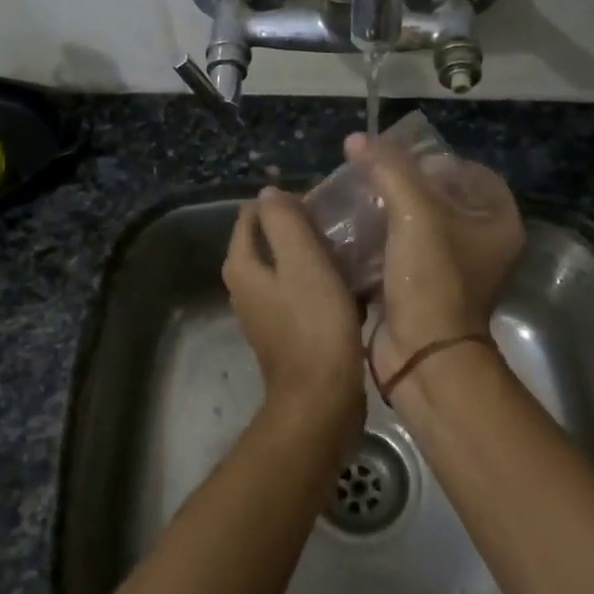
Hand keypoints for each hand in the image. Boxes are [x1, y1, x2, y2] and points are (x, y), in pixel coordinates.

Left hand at [223, 186, 366, 442]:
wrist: (321, 399)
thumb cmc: (313, 324)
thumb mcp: (301, 260)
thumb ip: (283, 220)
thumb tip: (270, 193)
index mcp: (241, 265)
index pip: (253, 214)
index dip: (286, 203)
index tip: (323, 206)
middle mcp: (245, 287)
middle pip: (271, 240)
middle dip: (303, 228)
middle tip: (341, 227)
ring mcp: (265, 312)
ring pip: (290, 267)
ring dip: (316, 257)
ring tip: (351, 251)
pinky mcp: (287, 333)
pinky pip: (303, 294)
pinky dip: (322, 284)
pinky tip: (352, 286)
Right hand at [344, 133, 524, 383]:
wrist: (422, 353)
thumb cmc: (432, 278)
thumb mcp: (414, 213)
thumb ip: (388, 169)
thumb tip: (358, 140)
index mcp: (498, 222)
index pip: (472, 173)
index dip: (437, 160)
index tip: (400, 158)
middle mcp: (483, 245)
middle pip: (443, 198)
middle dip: (405, 185)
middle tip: (372, 174)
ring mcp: (453, 270)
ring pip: (419, 226)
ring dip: (388, 213)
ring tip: (355, 197)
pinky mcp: (424, 289)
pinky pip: (402, 252)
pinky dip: (380, 241)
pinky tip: (351, 230)